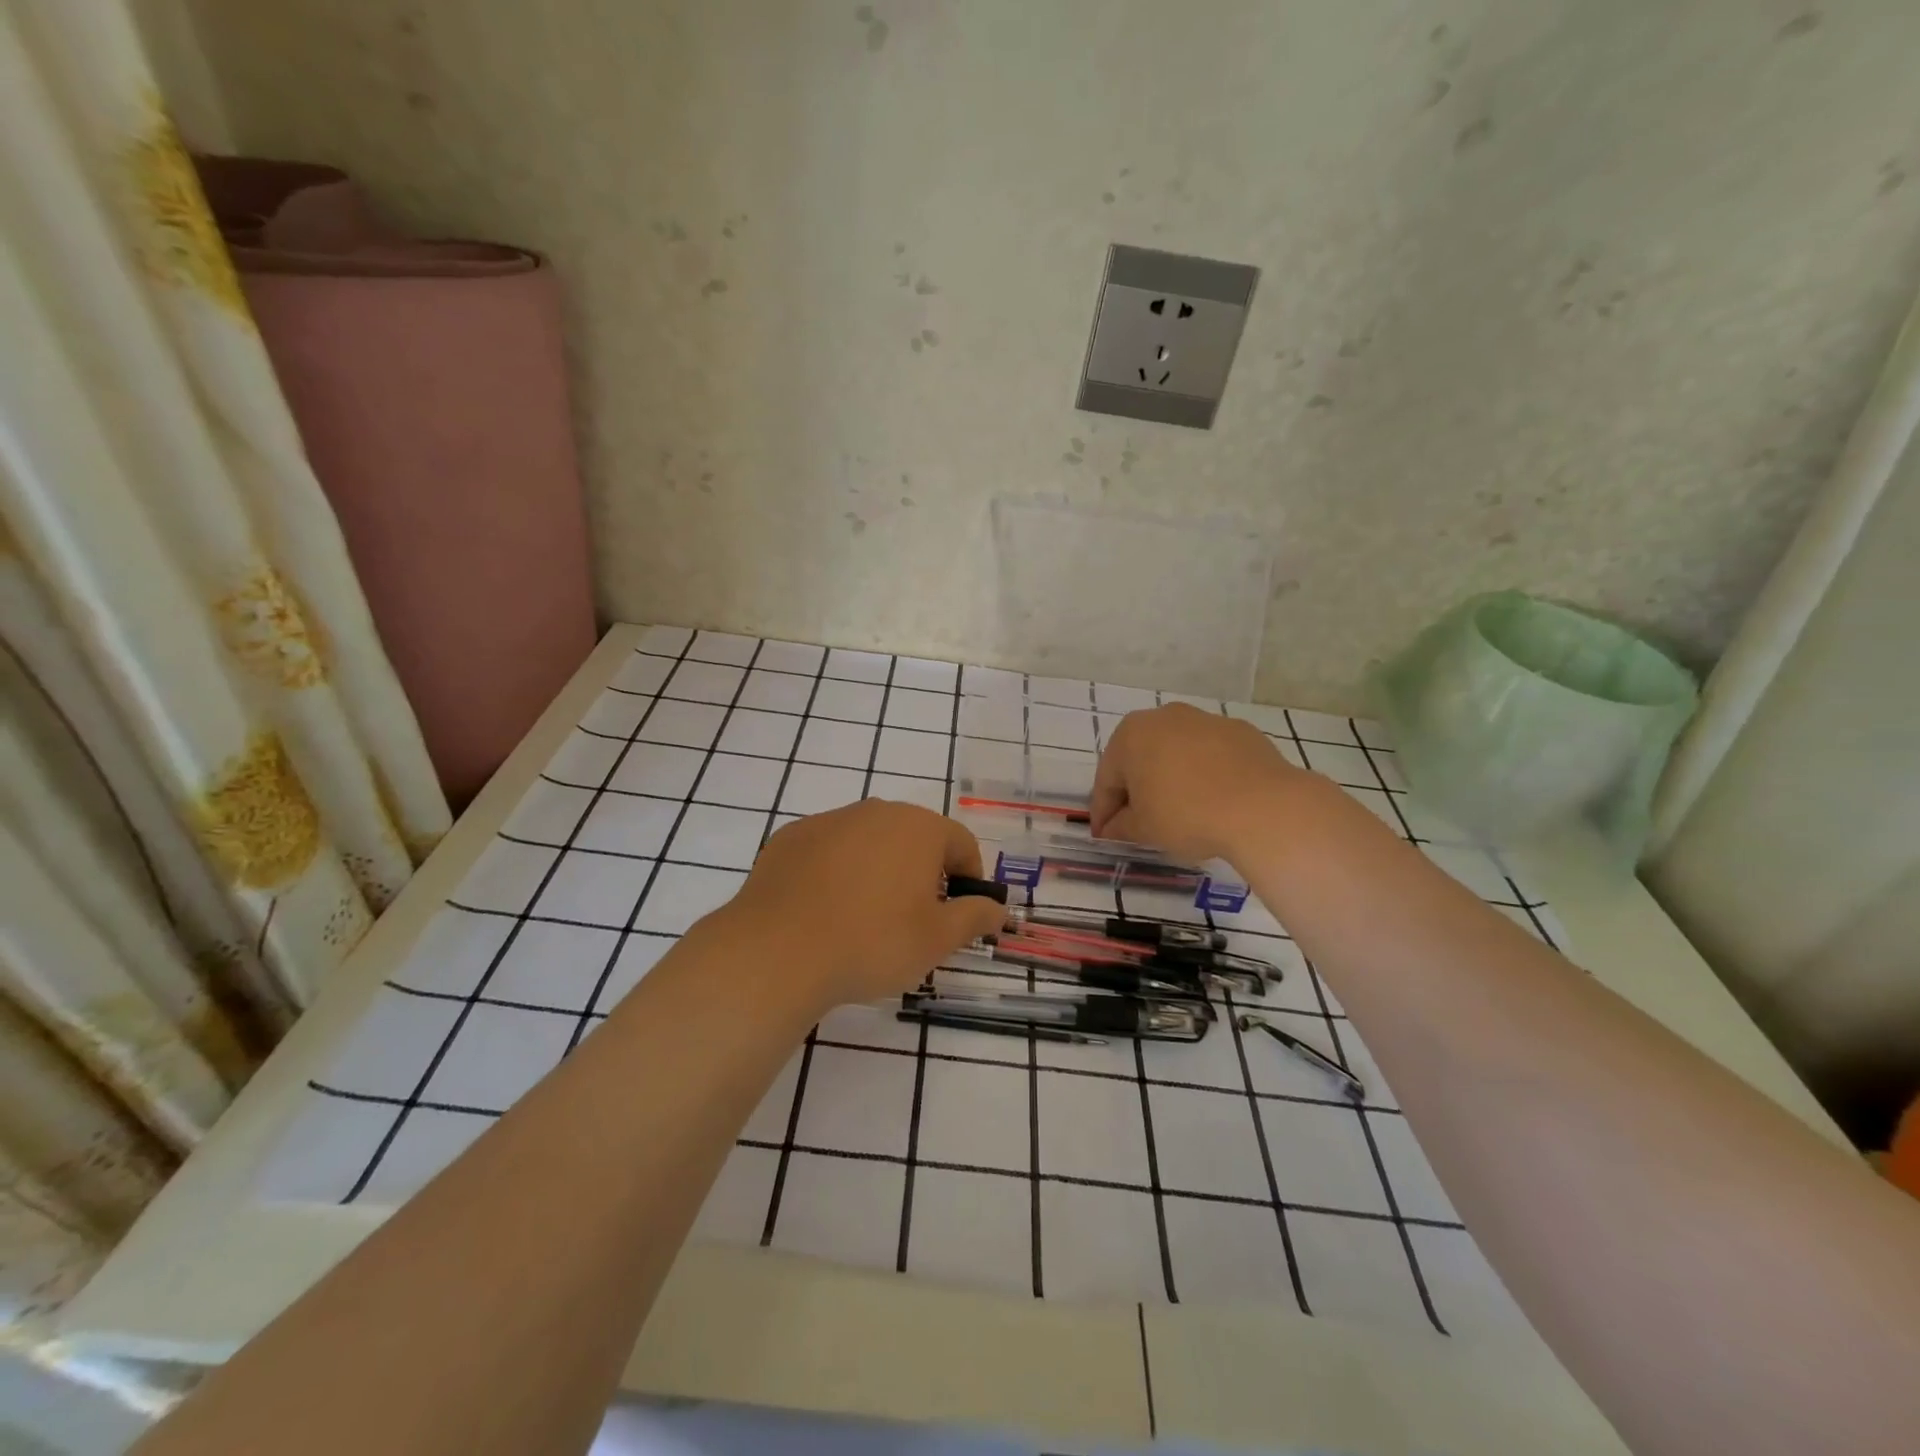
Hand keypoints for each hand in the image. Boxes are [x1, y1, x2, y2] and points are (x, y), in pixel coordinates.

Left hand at [712, 799, 1006, 1011]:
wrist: (778, 951)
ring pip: (870, 841)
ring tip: (865, 919)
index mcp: (919, 828)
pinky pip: (829, 850)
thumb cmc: (872, 942)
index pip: (961, 844)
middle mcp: (877, 811)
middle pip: (915, 838)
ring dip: (879, 870)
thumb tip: (999, 908)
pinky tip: (824, 911)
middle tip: (913, 920)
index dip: (967, 879)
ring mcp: (829, 820)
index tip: (957, 914)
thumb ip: (975, 917)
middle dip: (923, 873)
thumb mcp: (937, 939)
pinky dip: (837, 872)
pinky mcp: (791, 837)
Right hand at [1090, 704, 1303, 864]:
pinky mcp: (1241, 732)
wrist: (1263, 808)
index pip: (1107, 779)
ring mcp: (1205, 720)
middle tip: (1137, 825)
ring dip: (1170, 781)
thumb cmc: (1187, 814)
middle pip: (1140, 760)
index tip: (1104, 837)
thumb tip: (1112, 829)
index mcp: (1130, 735)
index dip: (1103, 812)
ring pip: (1177, 754)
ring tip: (1178, 814)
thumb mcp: (1143, 829)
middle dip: (1136, 792)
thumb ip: (1120, 827)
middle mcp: (1164, 717)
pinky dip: (1204, 776)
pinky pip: (1210, 756)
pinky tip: (1213, 802)